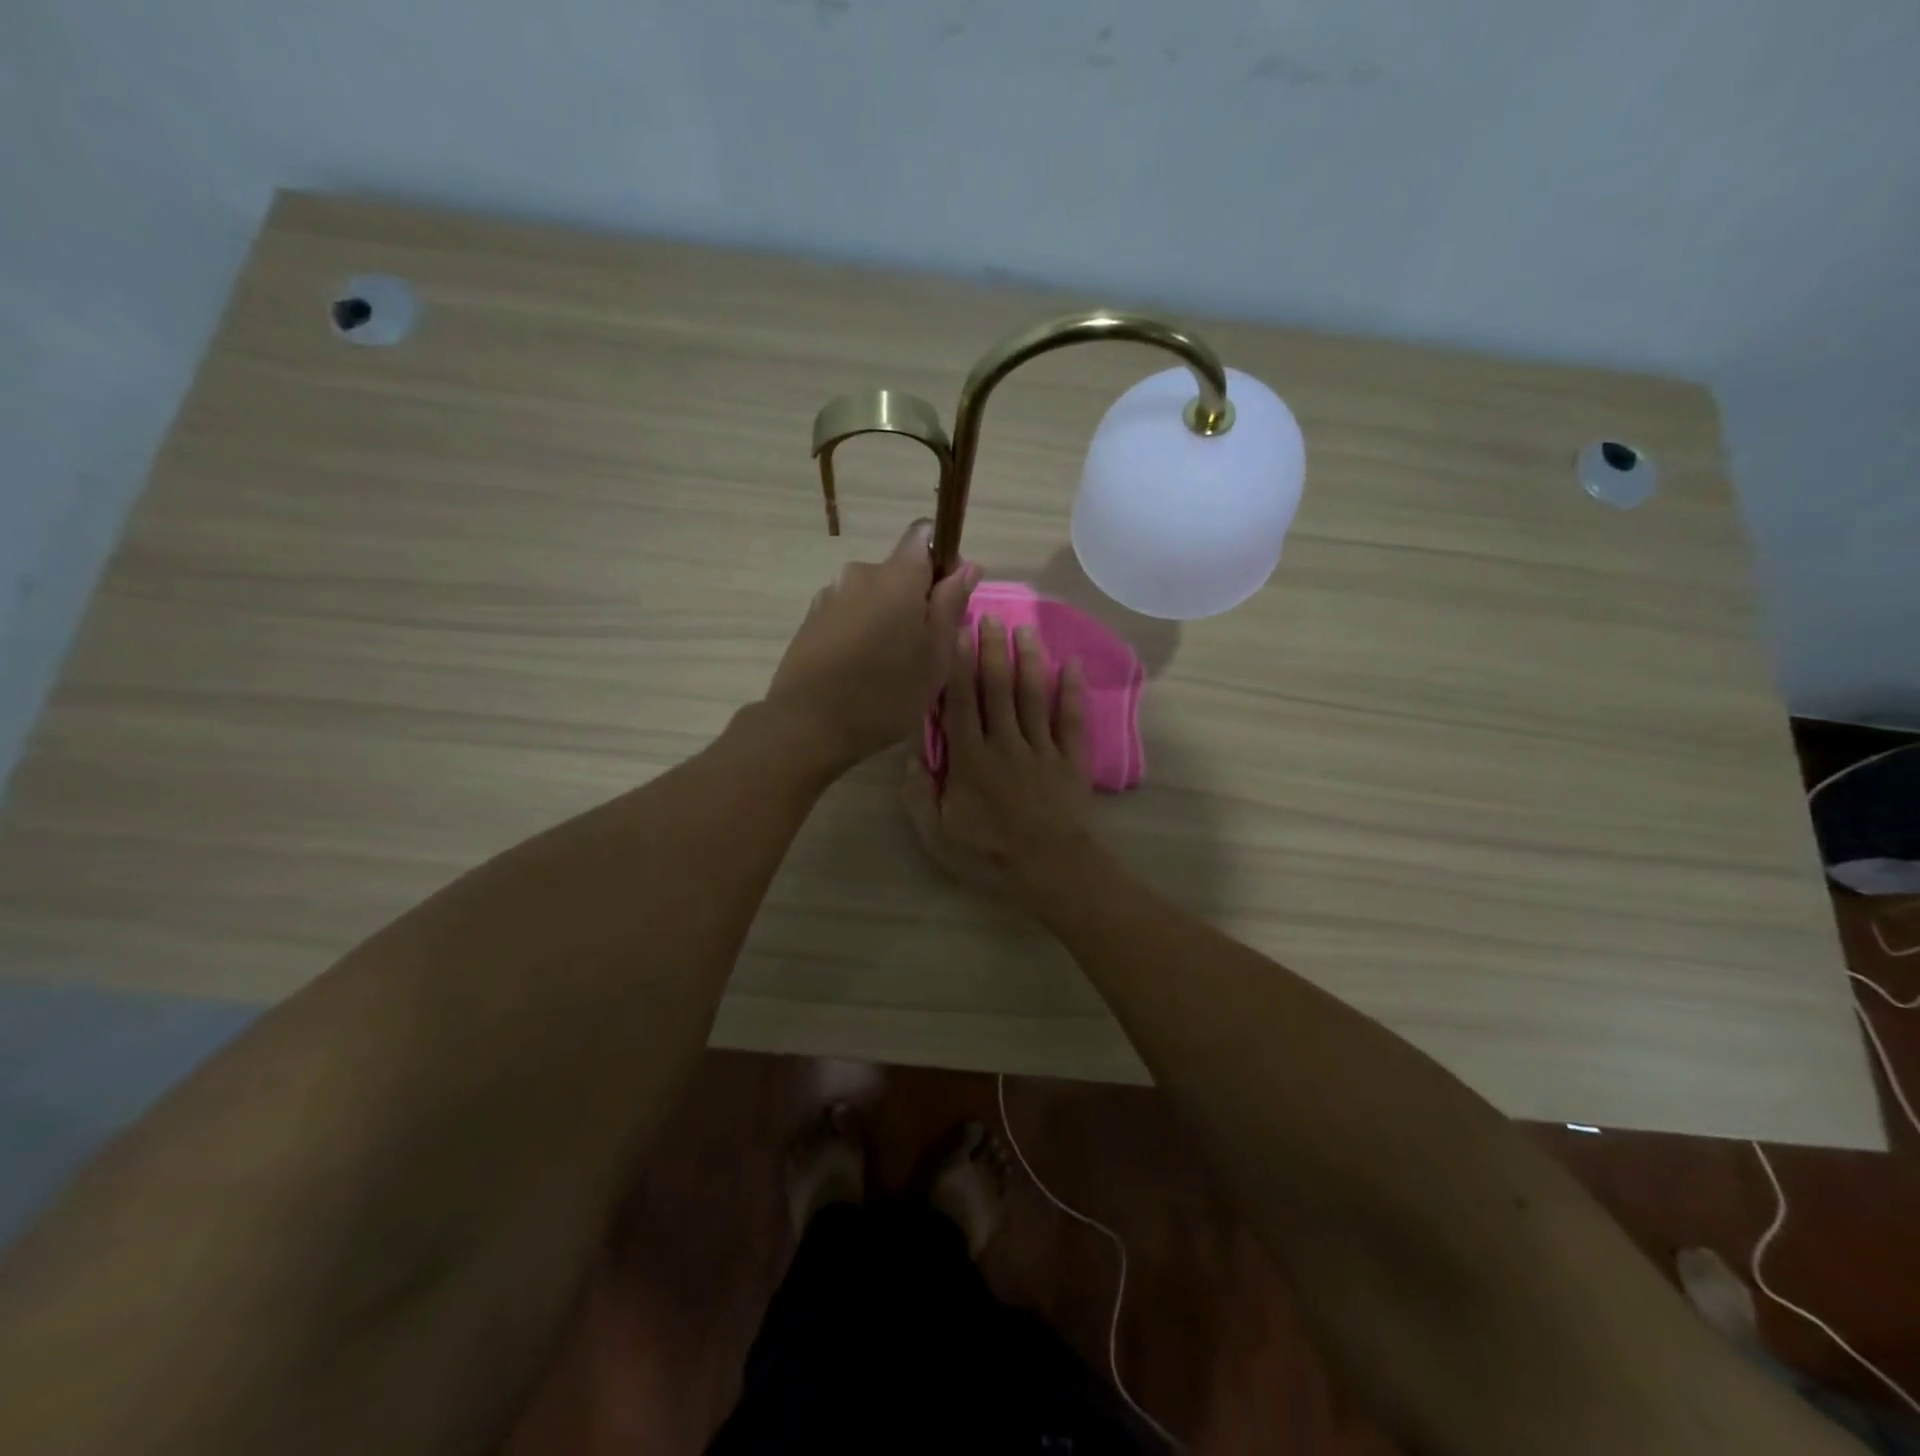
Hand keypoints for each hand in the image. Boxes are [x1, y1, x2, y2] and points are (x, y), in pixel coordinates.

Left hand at [765, 519, 980, 768]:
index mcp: (897, 575)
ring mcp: (830, 595)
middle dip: (916, 598)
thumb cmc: (886, 692)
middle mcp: (860, 573)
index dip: (942, 560)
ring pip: (873, 595)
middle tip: (925, 648)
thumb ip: (951, 605)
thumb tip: (968, 565)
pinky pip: (849, 613)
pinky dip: (861, 631)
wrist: (808, 724)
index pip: (924, 535)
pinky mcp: (811, 619)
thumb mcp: (936, 655)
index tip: (948, 598)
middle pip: (898, 571)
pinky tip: (861, 669)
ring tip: (890, 665)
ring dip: (887, 617)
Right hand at [903, 617, 1094, 893]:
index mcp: (970, 759)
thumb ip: (919, 794)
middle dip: (992, 650)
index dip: (957, 666)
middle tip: (989, 616)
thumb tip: (911, 755)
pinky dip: (1072, 691)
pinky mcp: (1070, 760)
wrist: (1049, 871)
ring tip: (1024, 629)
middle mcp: (1004, 743)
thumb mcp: (937, 835)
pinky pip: (1071, 720)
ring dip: (1028, 660)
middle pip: (998, 689)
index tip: (955, 632)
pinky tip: (1071, 664)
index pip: (961, 702)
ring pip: (1033, 696)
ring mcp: (1041, 748)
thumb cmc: (989, 855)